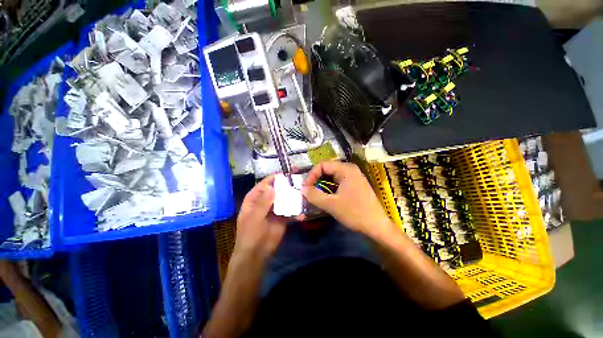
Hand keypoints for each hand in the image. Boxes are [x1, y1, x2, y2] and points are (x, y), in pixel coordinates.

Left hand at [234, 175, 298, 260]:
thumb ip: (263, 203)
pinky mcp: (283, 217)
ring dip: (294, 197)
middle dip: (287, 186)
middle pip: (277, 190)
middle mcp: (266, 201)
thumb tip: (272, 187)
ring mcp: (275, 209)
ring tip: (304, 194)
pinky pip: (290, 211)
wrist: (256, 254)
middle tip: (300, 181)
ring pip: (285, 199)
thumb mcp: (254, 218)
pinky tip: (302, 215)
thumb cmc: (250, 234)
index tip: (286, 174)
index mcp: (255, 198)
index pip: (265, 184)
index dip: (274, 178)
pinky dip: (296, 213)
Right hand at [302, 161, 391, 237]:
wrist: (377, 226)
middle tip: (308, 192)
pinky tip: (326, 197)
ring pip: (331, 177)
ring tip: (315, 195)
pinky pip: (337, 183)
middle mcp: (349, 169)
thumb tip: (301, 189)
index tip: (305, 188)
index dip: (311, 175)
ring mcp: (353, 177)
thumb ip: (314, 195)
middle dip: (316, 180)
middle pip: (327, 169)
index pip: (322, 165)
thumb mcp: (331, 204)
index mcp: (345, 169)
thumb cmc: (355, 213)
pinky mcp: (354, 185)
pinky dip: (329, 188)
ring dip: (321, 185)